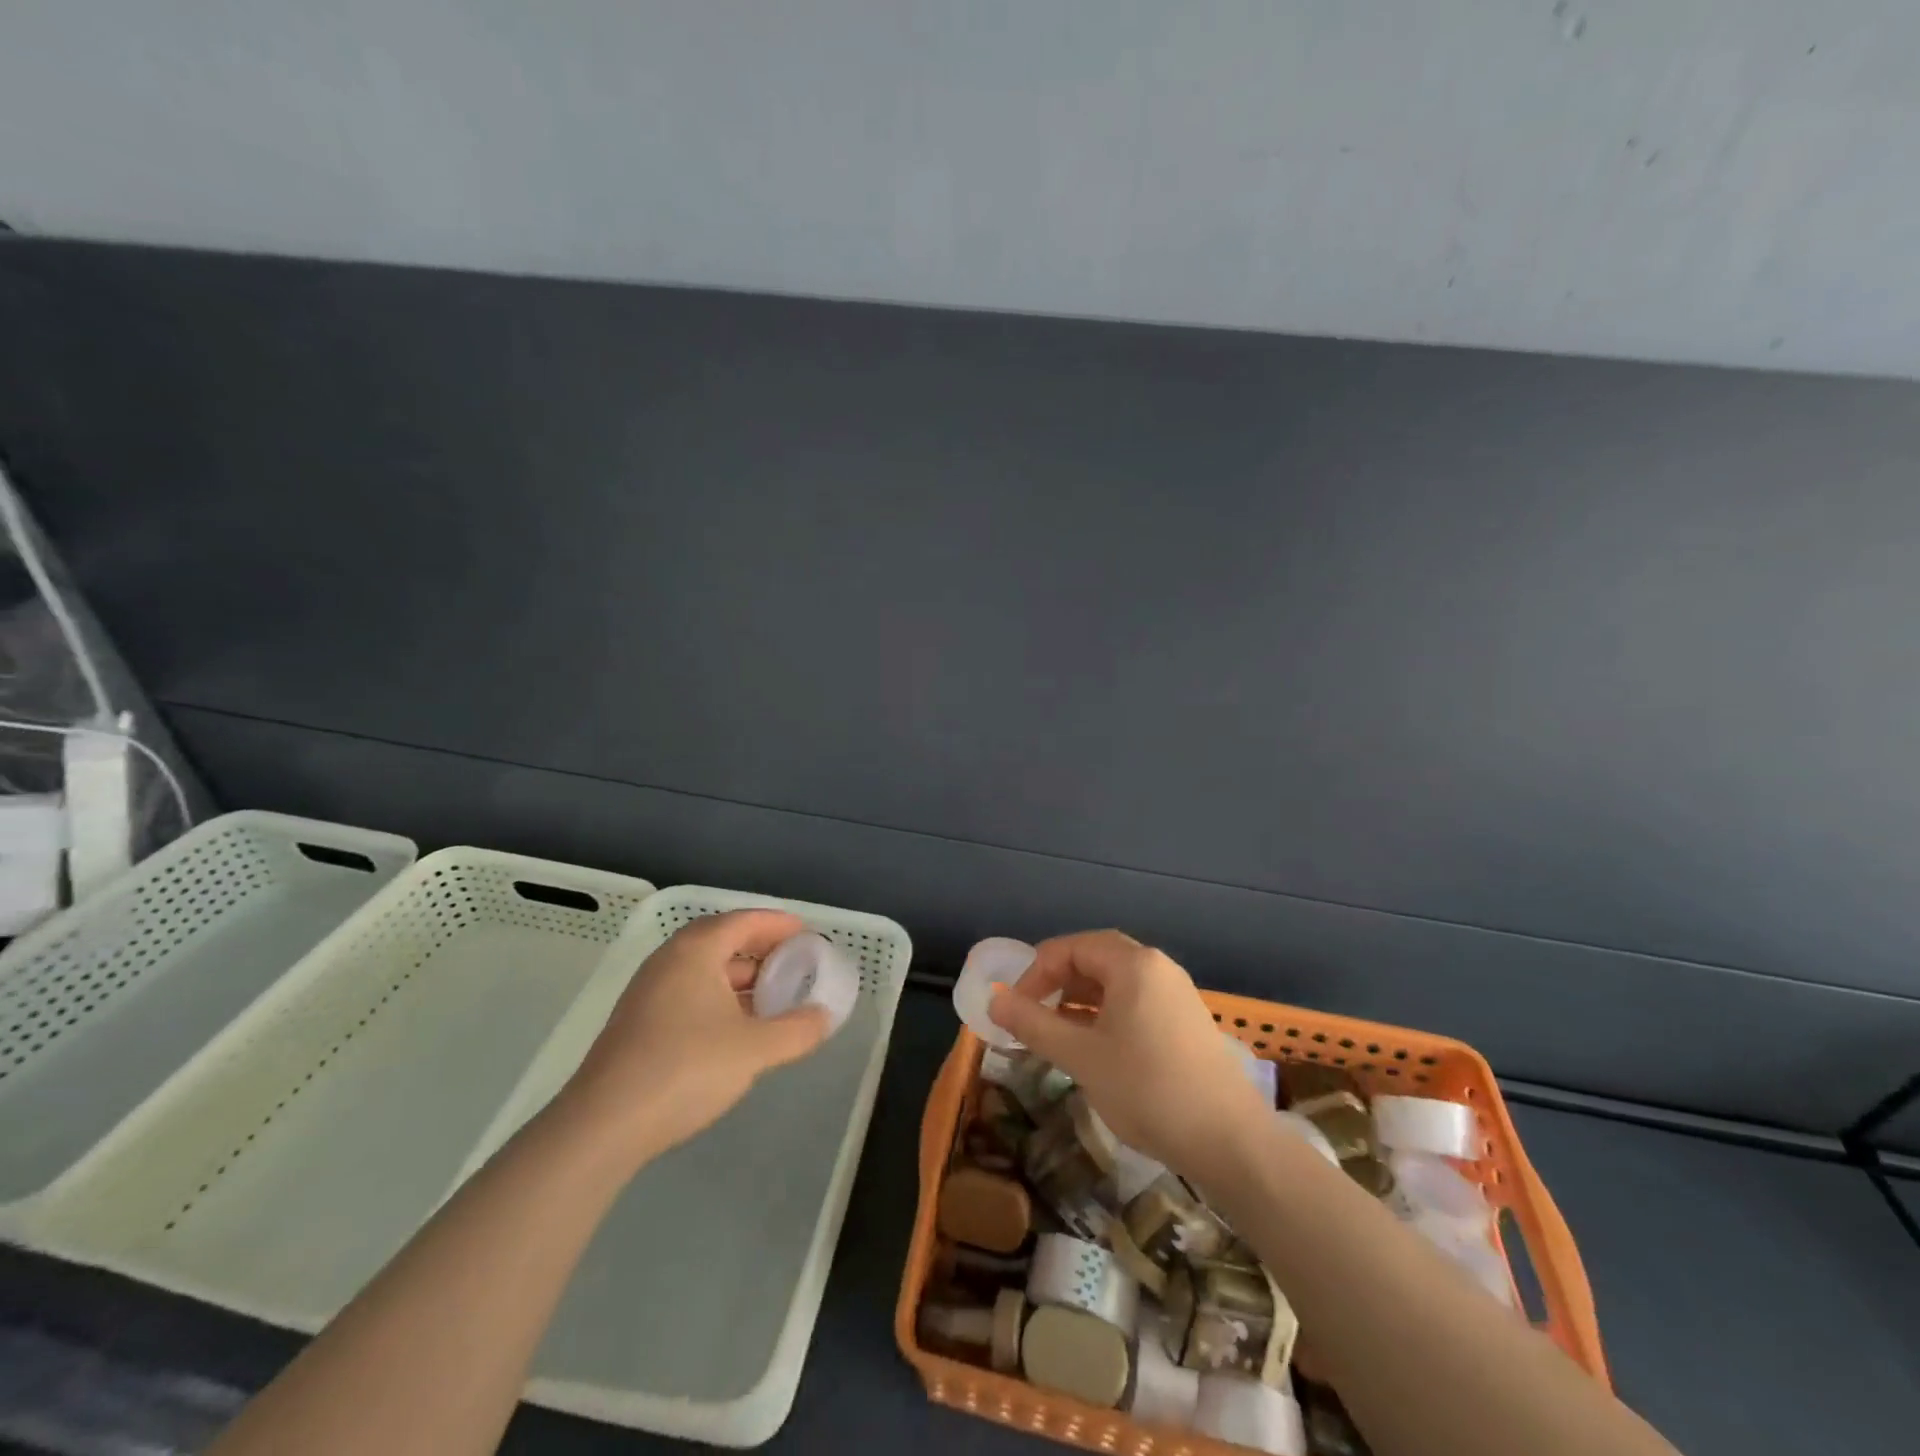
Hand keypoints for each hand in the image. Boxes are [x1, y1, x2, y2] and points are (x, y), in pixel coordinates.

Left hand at [555, 909, 830, 1167]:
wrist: (602, 1126)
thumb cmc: (685, 1069)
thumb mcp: (754, 1050)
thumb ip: (797, 1030)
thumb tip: (824, 1017)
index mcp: (696, 951)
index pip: (744, 921)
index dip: (777, 924)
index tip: (805, 933)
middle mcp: (669, 960)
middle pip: (721, 939)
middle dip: (759, 949)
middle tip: (792, 963)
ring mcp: (648, 992)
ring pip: (703, 969)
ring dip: (738, 976)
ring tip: (770, 997)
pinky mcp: (637, 1023)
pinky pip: (688, 992)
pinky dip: (718, 997)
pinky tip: (734, 1028)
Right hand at [988, 930, 1269, 1184]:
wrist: (1229, 1141)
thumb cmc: (1147, 1089)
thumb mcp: (1081, 1056)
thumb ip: (1034, 1024)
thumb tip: (994, 1002)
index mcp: (1133, 964)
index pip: (1072, 947)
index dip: (1036, 972)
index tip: (1016, 1007)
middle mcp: (1157, 967)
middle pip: (1096, 957)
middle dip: (1058, 981)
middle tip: (1033, 1012)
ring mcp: (1176, 994)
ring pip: (1116, 981)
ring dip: (1081, 999)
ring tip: (1057, 1031)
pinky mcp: (1186, 1021)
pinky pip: (1135, 1001)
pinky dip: (1106, 1013)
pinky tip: (1095, 1046)